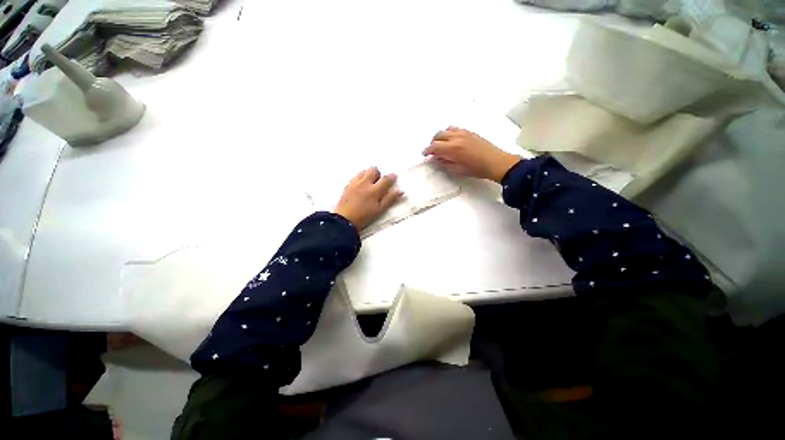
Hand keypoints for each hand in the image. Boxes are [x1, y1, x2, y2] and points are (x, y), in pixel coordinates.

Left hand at [334, 167, 402, 229]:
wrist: (344, 220)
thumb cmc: (364, 217)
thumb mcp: (379, 210)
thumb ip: (390, 199)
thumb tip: (400, 191)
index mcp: (374, 190)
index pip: (386, 179)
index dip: (392, 177)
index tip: (394, 177)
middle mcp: (364, 183)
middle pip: (373, 170)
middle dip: (378, 174)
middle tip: (379, 183)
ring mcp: (354, 183)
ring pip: (363, 171)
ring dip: (368, 175)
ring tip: (369, 184)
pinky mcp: (347, 186)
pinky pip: (355, 177)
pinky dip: (359, 179)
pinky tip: (360, 187)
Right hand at [423, 126, 520, 182]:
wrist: (496, 162)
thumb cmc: (476, 169)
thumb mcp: (458, 170)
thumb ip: (445, 163)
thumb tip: (435, 159)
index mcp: (453, 148)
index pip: (434, 146)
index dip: (427, 150)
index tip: (425, 154)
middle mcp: (456, 137)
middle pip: (438, 135)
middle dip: (433, 142)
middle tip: (432, 151)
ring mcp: (464, 133)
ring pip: (446, 130)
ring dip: (441, 136)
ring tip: (442, 144)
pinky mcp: (470, 132)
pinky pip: (455, 128)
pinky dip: (450, 133)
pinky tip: (452, 140)